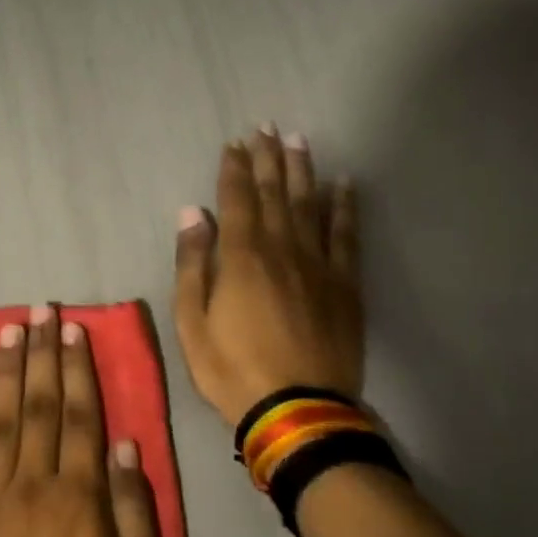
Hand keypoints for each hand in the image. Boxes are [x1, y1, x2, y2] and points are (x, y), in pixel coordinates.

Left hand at [0, 307, 164, 536]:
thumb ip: (135, 512)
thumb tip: (128, 445)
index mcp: (77, 499)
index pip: (78, 416)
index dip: (77, 368)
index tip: (74, 329)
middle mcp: (32, 486)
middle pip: (37, 405)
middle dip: (41, 353)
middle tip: (41, 309)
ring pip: (0, 420)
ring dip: (4, 371)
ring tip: (9, 330)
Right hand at [173, 126, 365, 426]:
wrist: (297, 409)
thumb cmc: (232, 368)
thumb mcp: (191, 322)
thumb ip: (192, 264)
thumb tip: (192, 214)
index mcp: (241, 256)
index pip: (236, 199)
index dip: (234, 169)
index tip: (233, 144)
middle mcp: (282, 248)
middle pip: (274, 192)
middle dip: (267, 158)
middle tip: (266, 127)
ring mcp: (318, 264)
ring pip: (310, 204)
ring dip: (303, 170)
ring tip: (299, 140)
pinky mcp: (345, 284)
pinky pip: (346, 235)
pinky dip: (344, 206)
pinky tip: (344, 184)